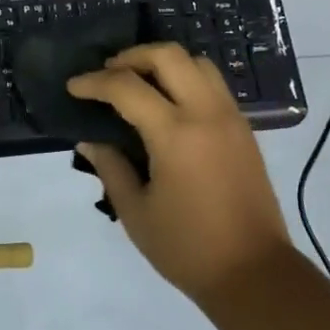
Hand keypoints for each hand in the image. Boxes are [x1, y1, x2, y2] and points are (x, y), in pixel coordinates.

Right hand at [68, 44, 290, 303]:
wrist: (256, 274)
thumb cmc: (188, 248)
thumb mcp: (136, 213)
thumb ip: (111, 167)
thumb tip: (90, 138)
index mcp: (175, 134)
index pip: (126, 87)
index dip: (94, 82)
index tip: (73, 87)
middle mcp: (205, 113)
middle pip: (167, 55)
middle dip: (131, 56)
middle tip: (108, 74)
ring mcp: (230, 117)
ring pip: (196, 61)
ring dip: (163, 62)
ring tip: (139, 82)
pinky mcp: (244, 128)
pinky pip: (212, 82)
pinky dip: (185, 77)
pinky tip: (168, 102)